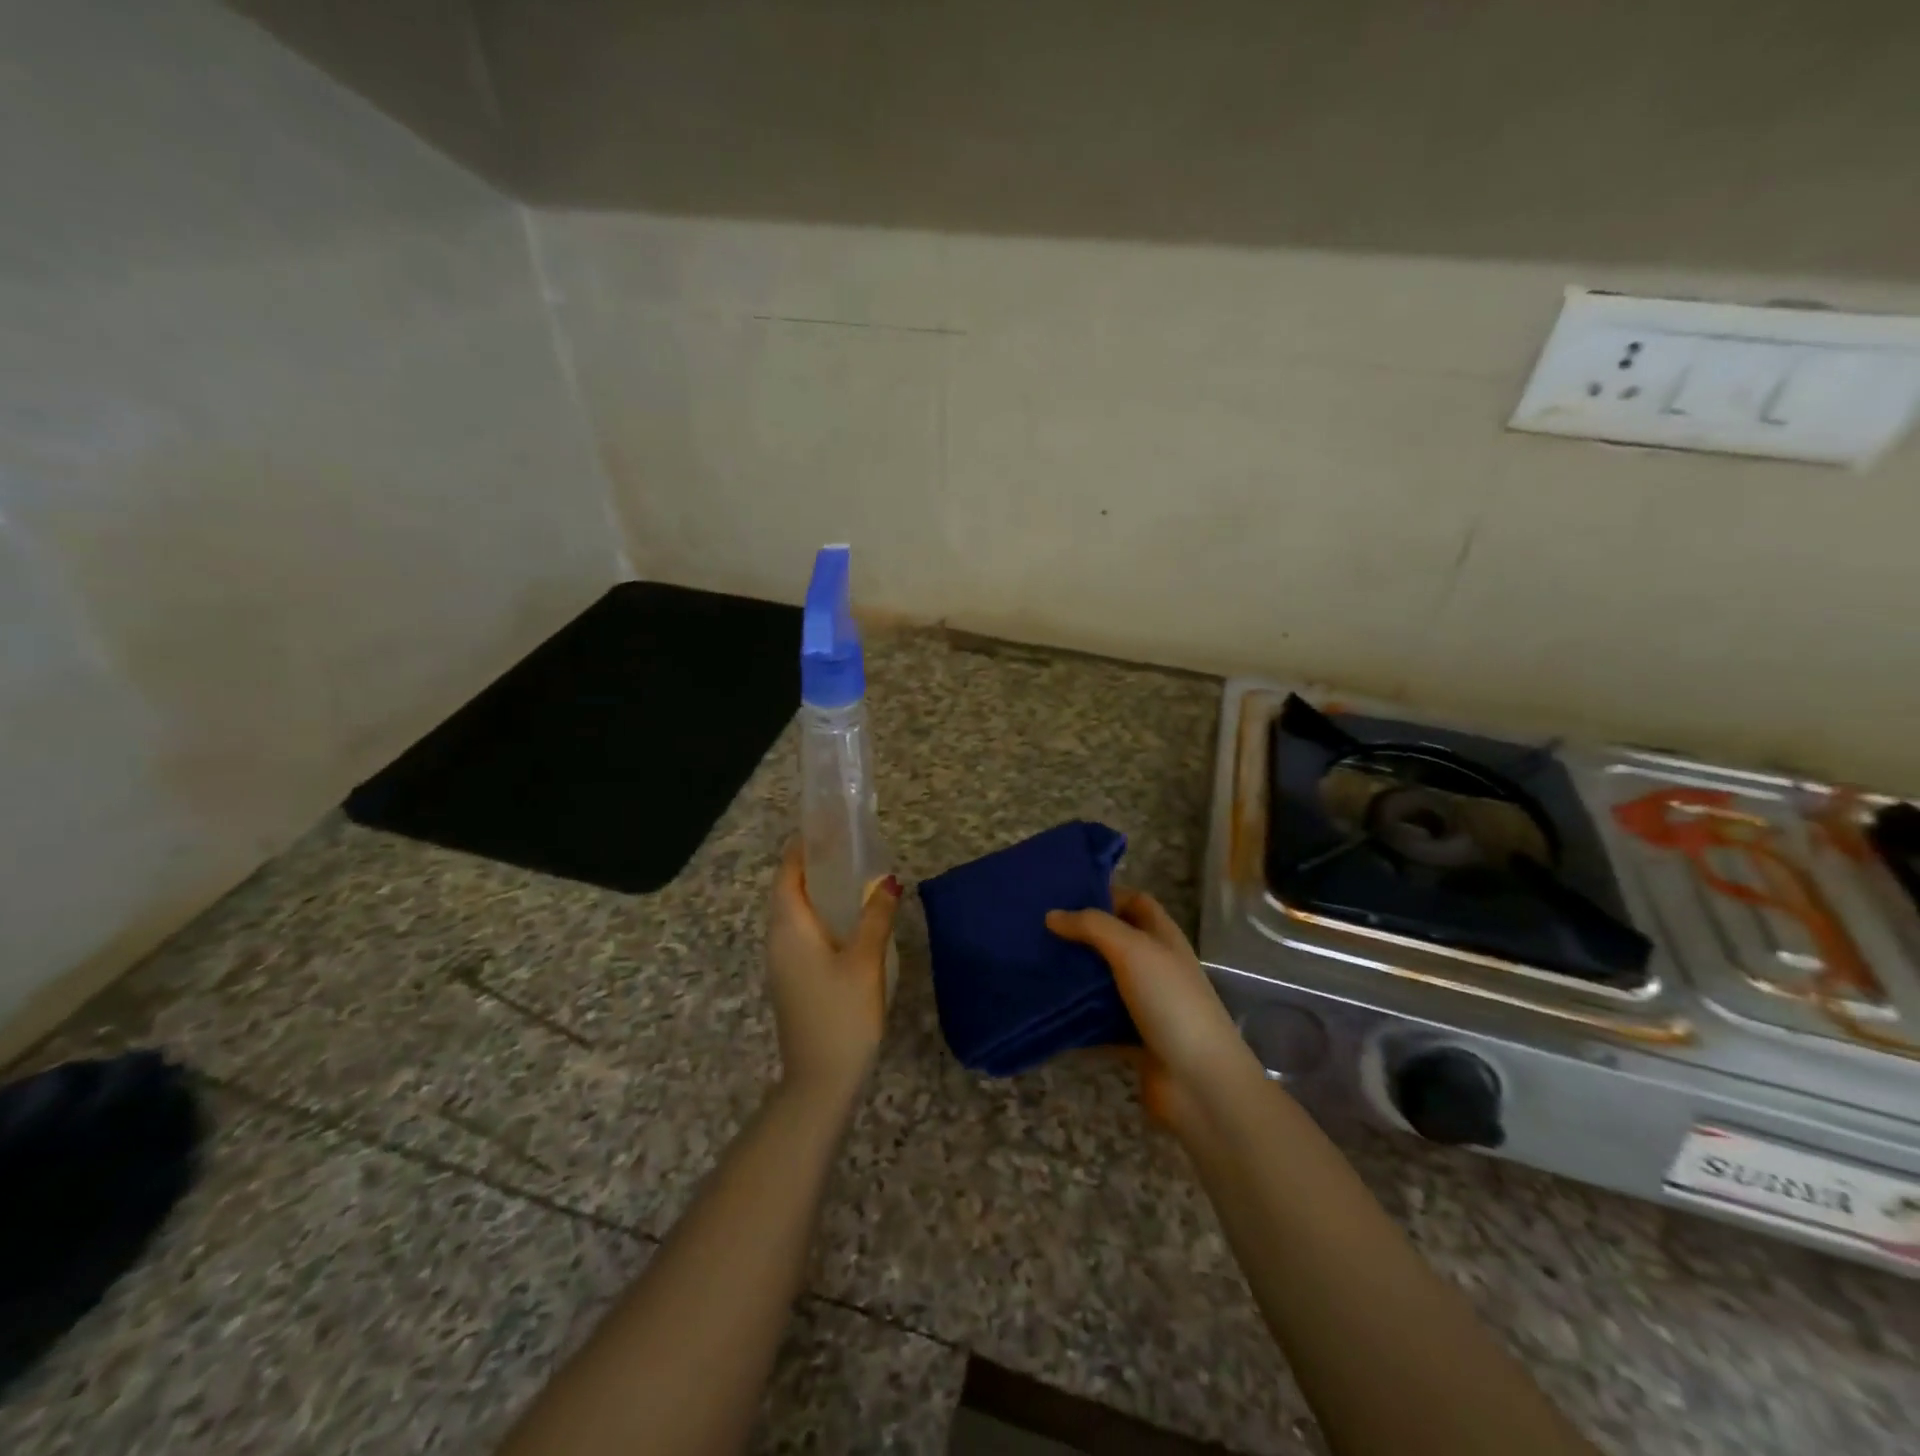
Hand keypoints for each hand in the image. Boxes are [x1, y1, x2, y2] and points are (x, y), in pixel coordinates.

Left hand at [766, 841, 901, 1105]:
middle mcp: (778, 940)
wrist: (820, 1080)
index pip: (787, 874)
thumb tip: (888, 881)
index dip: (801, 849)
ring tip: (849, 878)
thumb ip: (876, 917)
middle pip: (787, 892)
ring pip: (793, 914)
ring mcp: (782, 963)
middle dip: (810, 867)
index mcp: (790, 928)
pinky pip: (800, 934)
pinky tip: (846, 922)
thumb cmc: (842, 1014)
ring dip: (815, 892)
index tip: (823, 828)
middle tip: (845, 848)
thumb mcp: (865, 961)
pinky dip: (818, 916)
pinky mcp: (791, 980)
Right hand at [1046, 890, 1261, 1131]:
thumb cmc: (1170, 1002)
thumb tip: (1052, 915)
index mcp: (1163, 938)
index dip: (1106, 894)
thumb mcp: (1132, 950)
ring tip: (1033, 967)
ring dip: (1076, 978)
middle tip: (1038, 932)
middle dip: (1081, 936)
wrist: (1199, 1083)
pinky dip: (1076, 1019)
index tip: (1065, 896)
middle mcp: (1156, 967)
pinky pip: (1098, 1023)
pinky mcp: (1133, 1040)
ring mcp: (1146, 1006)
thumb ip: (1092, 926)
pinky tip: (1046, 1012)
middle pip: (1115, 942)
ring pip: (1104, 983)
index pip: (1135, 902)